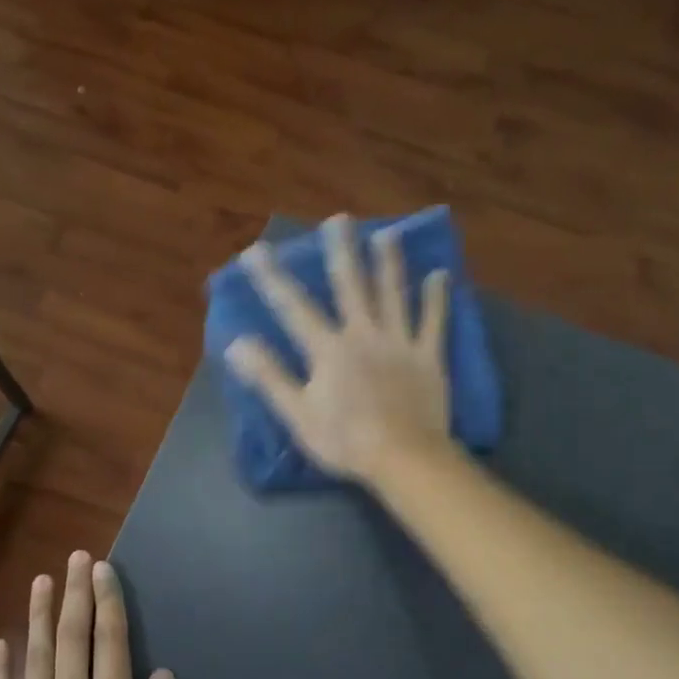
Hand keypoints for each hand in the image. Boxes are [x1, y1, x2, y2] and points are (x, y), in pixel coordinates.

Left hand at [0, 552, 181, 678]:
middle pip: (72, 640)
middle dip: (76, 594)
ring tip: (42, 580)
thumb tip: (161, 672)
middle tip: (77, 558)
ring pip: (36, 659)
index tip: (104, 569)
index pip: (110, 645)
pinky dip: (1, 668)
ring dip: (40, 616)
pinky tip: (1, 641)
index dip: (108, 603)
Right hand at [224, 213, 453, 483]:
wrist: (404, 458)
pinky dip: (437, 299)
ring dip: (389, 263)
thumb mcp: (296, 413)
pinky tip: (441, 276)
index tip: (256, 250)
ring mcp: (400, 343)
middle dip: (342, 251)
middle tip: (339, 220)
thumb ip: (269, 376)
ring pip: (394, 294)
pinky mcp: (429, 357)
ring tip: (387, 234)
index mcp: (328, 349)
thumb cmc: (344, 440)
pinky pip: (434, 322)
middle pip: (351, 286)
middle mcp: (364, 334)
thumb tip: (237, 342)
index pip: (294, 307)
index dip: (272, 278)